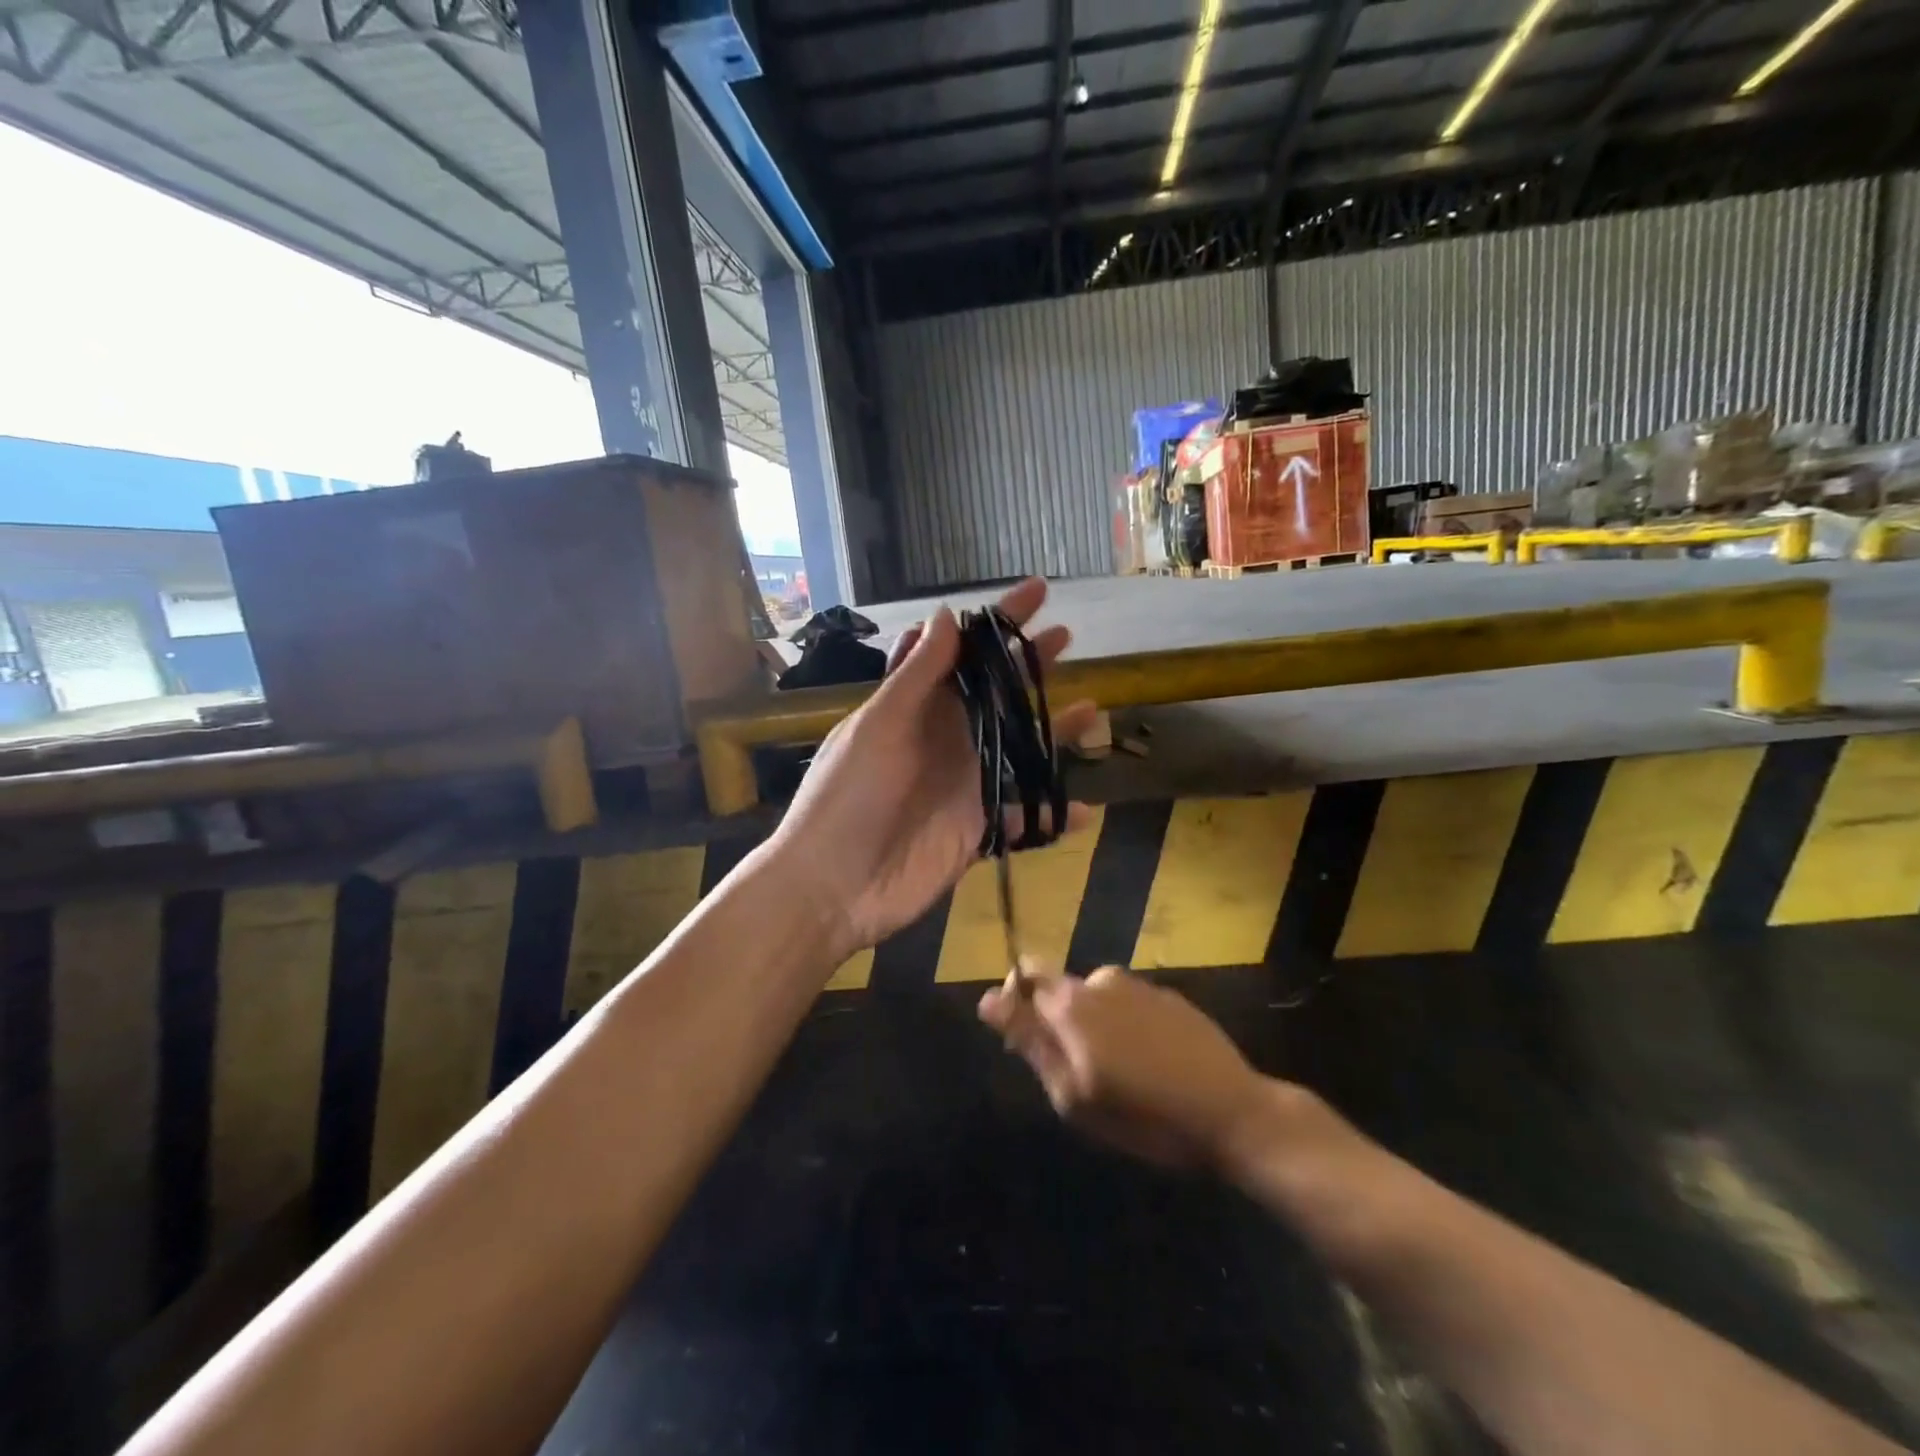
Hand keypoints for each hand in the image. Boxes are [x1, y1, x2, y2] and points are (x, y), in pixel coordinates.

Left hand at [768, 577, 1095, 963]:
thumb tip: (948, 614)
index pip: (962, 651)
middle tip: (1066, 637)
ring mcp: (963, 784)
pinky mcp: (976, 830)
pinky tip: (1082, 810)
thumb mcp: (879, 727)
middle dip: (1028, 665)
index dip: (996, 622)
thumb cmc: (848, 797)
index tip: (1035, 592)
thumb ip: (917, 675)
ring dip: (1051, 731)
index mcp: (915, 707)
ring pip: (1017, 749)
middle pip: (995, 693)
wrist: (832, 887)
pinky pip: (1022, 817)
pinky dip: (1050, 815)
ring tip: (1091, 708)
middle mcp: (943, 738)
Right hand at [978, 963, 1271, 1169]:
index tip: (1024, 1040)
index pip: (1024, 976)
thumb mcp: (1074, 1094)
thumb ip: (1031, 1042)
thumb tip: (988, 1000)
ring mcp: (1138, 985)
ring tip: (1118, 1073)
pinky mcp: (1168, 995)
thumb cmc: (1144, 1117)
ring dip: (1092, 1025)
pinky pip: (1127, 1003)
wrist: (1232, 1112)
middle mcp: (1100, 980)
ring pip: (1094, 998)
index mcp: (1072, 1003)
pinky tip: (1147, 1062)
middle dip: (1057, 1021)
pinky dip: (1124, 1025)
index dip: (1016, 1002)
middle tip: (1077, 1070)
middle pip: (1060, 988)